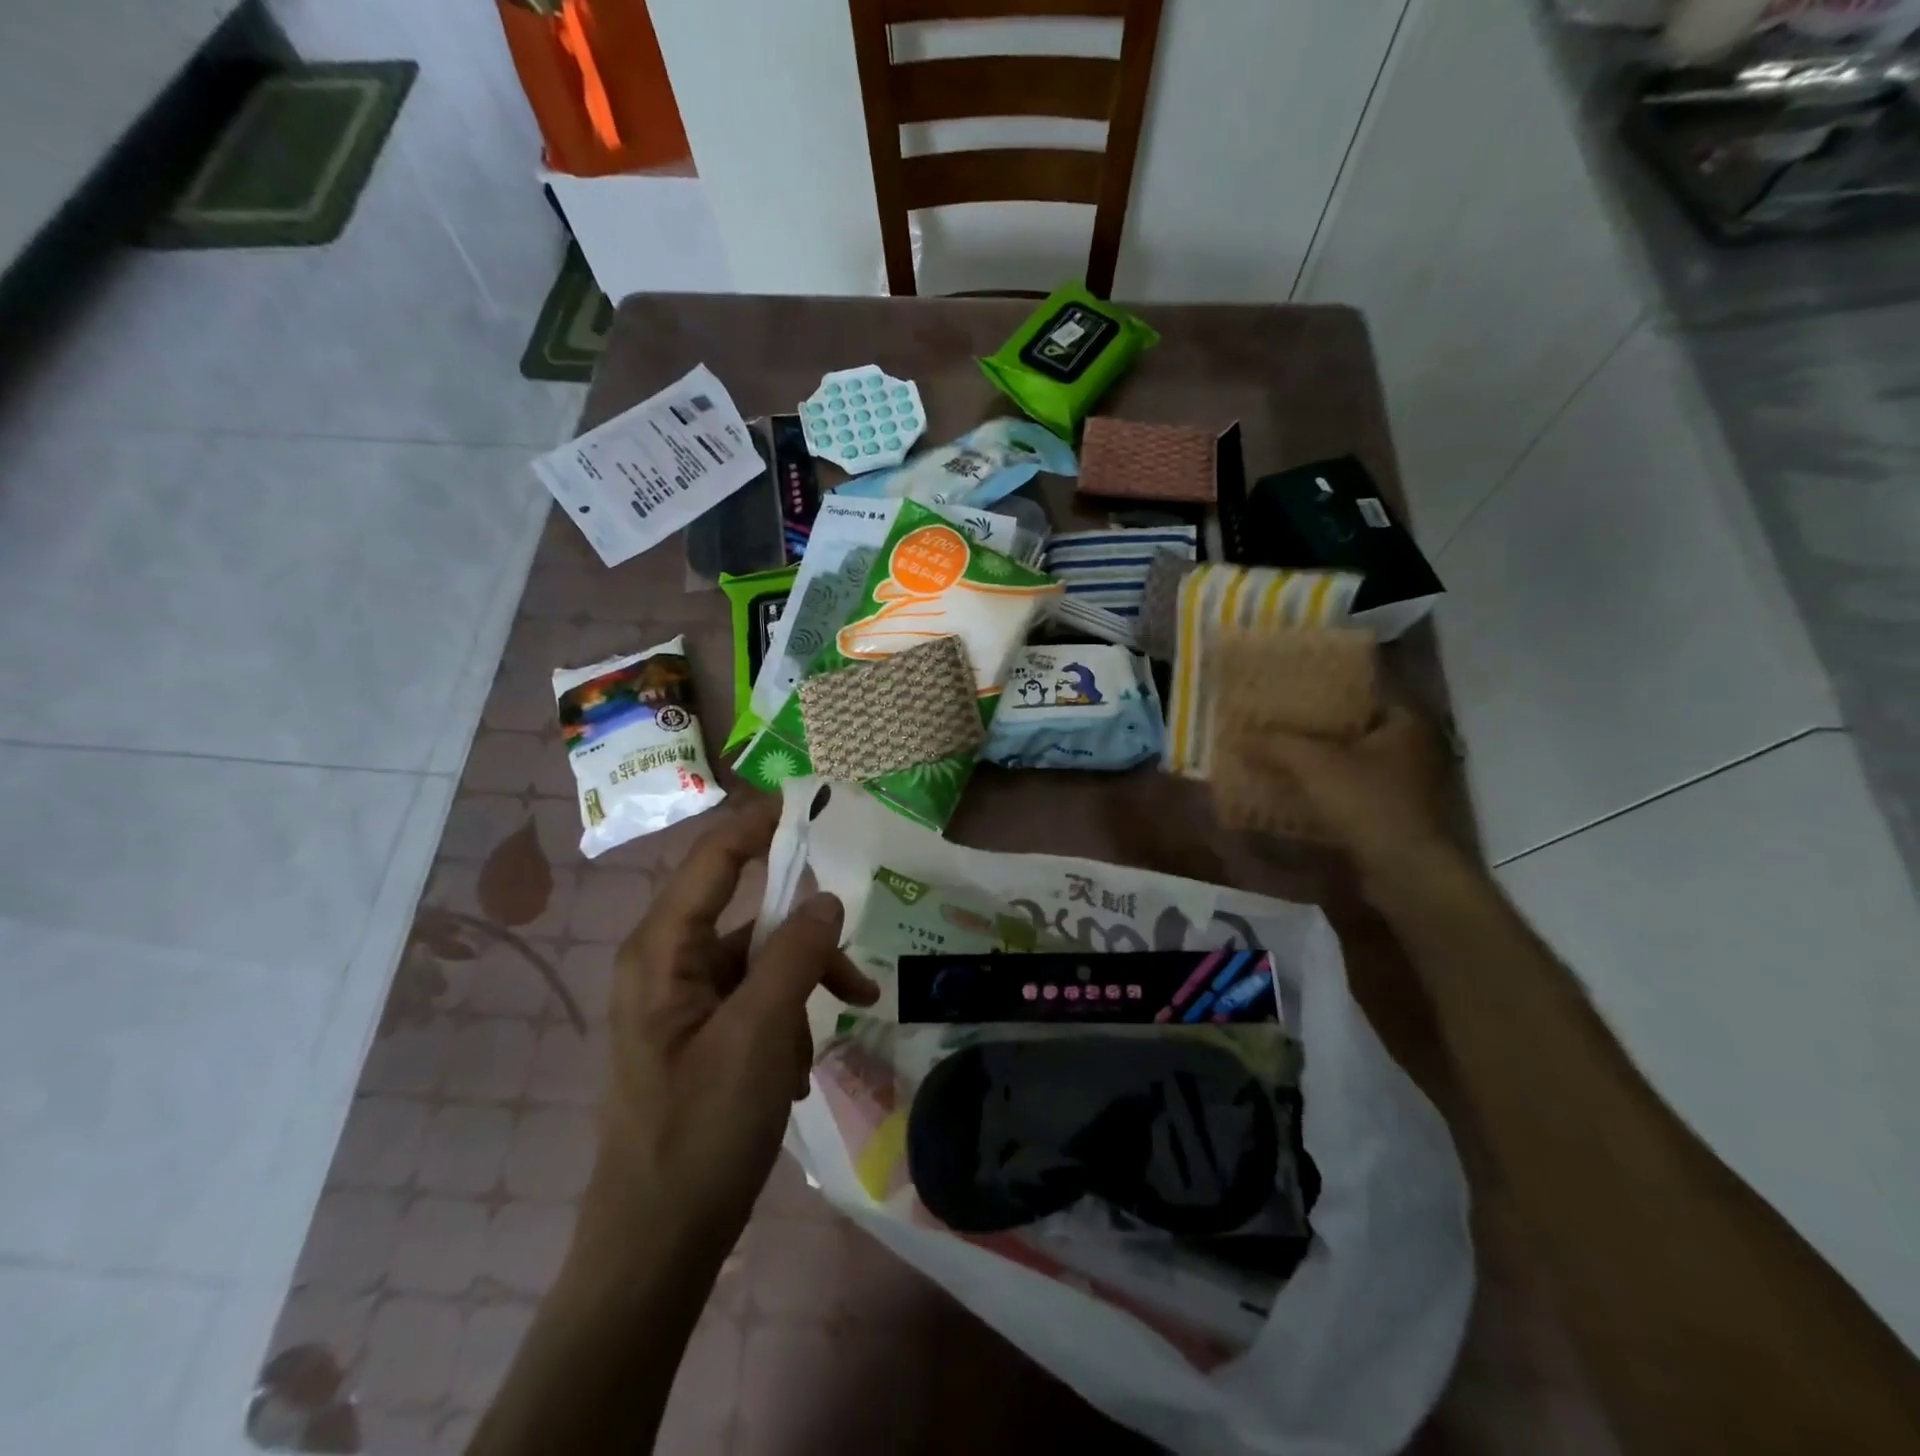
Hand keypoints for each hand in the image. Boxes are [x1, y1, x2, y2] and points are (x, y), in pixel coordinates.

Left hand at [587, 802, 878, 1261]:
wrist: (656, 1246)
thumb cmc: (701, 1133)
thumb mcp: (760, 1036)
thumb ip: (795, 956)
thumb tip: (827, 897)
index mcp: (662, 951)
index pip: (713, 858)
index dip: (759, 822)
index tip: (810, 801)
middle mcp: (665, 963)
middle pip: (746, 913)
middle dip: (805, 933)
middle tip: (853, 949)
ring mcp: (681, 1002)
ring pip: (759, 961)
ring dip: (804, 984)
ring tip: (843, 1022)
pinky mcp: (698, 1035)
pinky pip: (754, 1000)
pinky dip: (788, 1017)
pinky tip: (802, 1068)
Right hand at [1249, 706, 1468, 884]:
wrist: (1404, 870)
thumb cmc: (1367, 802)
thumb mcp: (1313, 764)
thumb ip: (1276, 745)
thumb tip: (1238, 737)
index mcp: (1404, 725)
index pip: (1361, 698)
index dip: (1324, 698)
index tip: (1289, 700)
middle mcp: (1410, 751)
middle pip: (1351, 733)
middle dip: (1314, 734)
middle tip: (1274, 729)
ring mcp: (1403, 787)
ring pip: (1348, 766)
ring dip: (1316, 767)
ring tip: (1275, 761)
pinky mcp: (1391, 818)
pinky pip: (1349, 795)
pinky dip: (1323, 794)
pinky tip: (1291, 795)